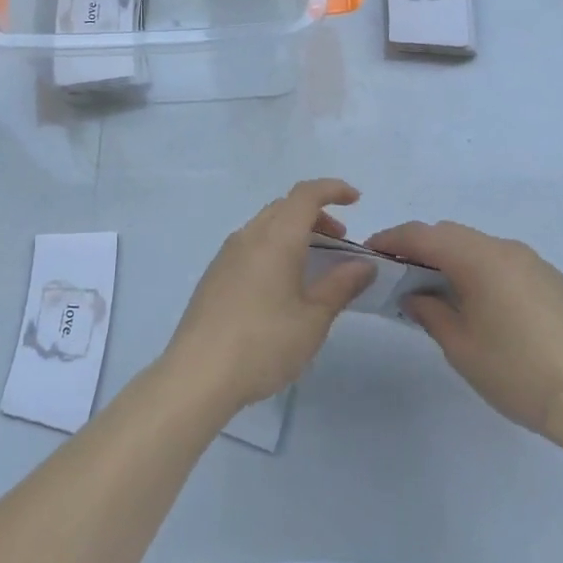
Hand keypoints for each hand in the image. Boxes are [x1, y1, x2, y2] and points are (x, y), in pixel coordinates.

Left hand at [164, 179, 376, 415]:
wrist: (198, 373)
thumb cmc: (264, 343)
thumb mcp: (313, 319)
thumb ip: (340, 286)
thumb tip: (364, 265)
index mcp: (276, 238)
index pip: (306, 194)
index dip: (332, 189)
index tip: (355, 199)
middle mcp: (249, 236)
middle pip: (285, 207)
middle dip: (316, 214)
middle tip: (340, 241)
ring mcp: (227, 254)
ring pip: (266, 224)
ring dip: (294, 231)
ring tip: (314, 265)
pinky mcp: (215, 274)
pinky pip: (251, 244)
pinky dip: (274, 247)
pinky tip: (281, 284)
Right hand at [368, 220, 562, 460]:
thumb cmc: (516, 372)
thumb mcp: (460, 347)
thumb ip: (429, 312)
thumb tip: (415, 295)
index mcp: (477, 259)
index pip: (422, 235)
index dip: (392, 239)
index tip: (371, 250)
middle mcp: (505, 249)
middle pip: (450, 234)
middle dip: (421, 246)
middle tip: (401, 272)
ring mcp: (533, 262)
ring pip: (479, 246)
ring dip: (453, 258)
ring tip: (439, 288)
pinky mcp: (554, 280)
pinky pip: (505, 262)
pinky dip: (483, 270)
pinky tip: (484, 303)